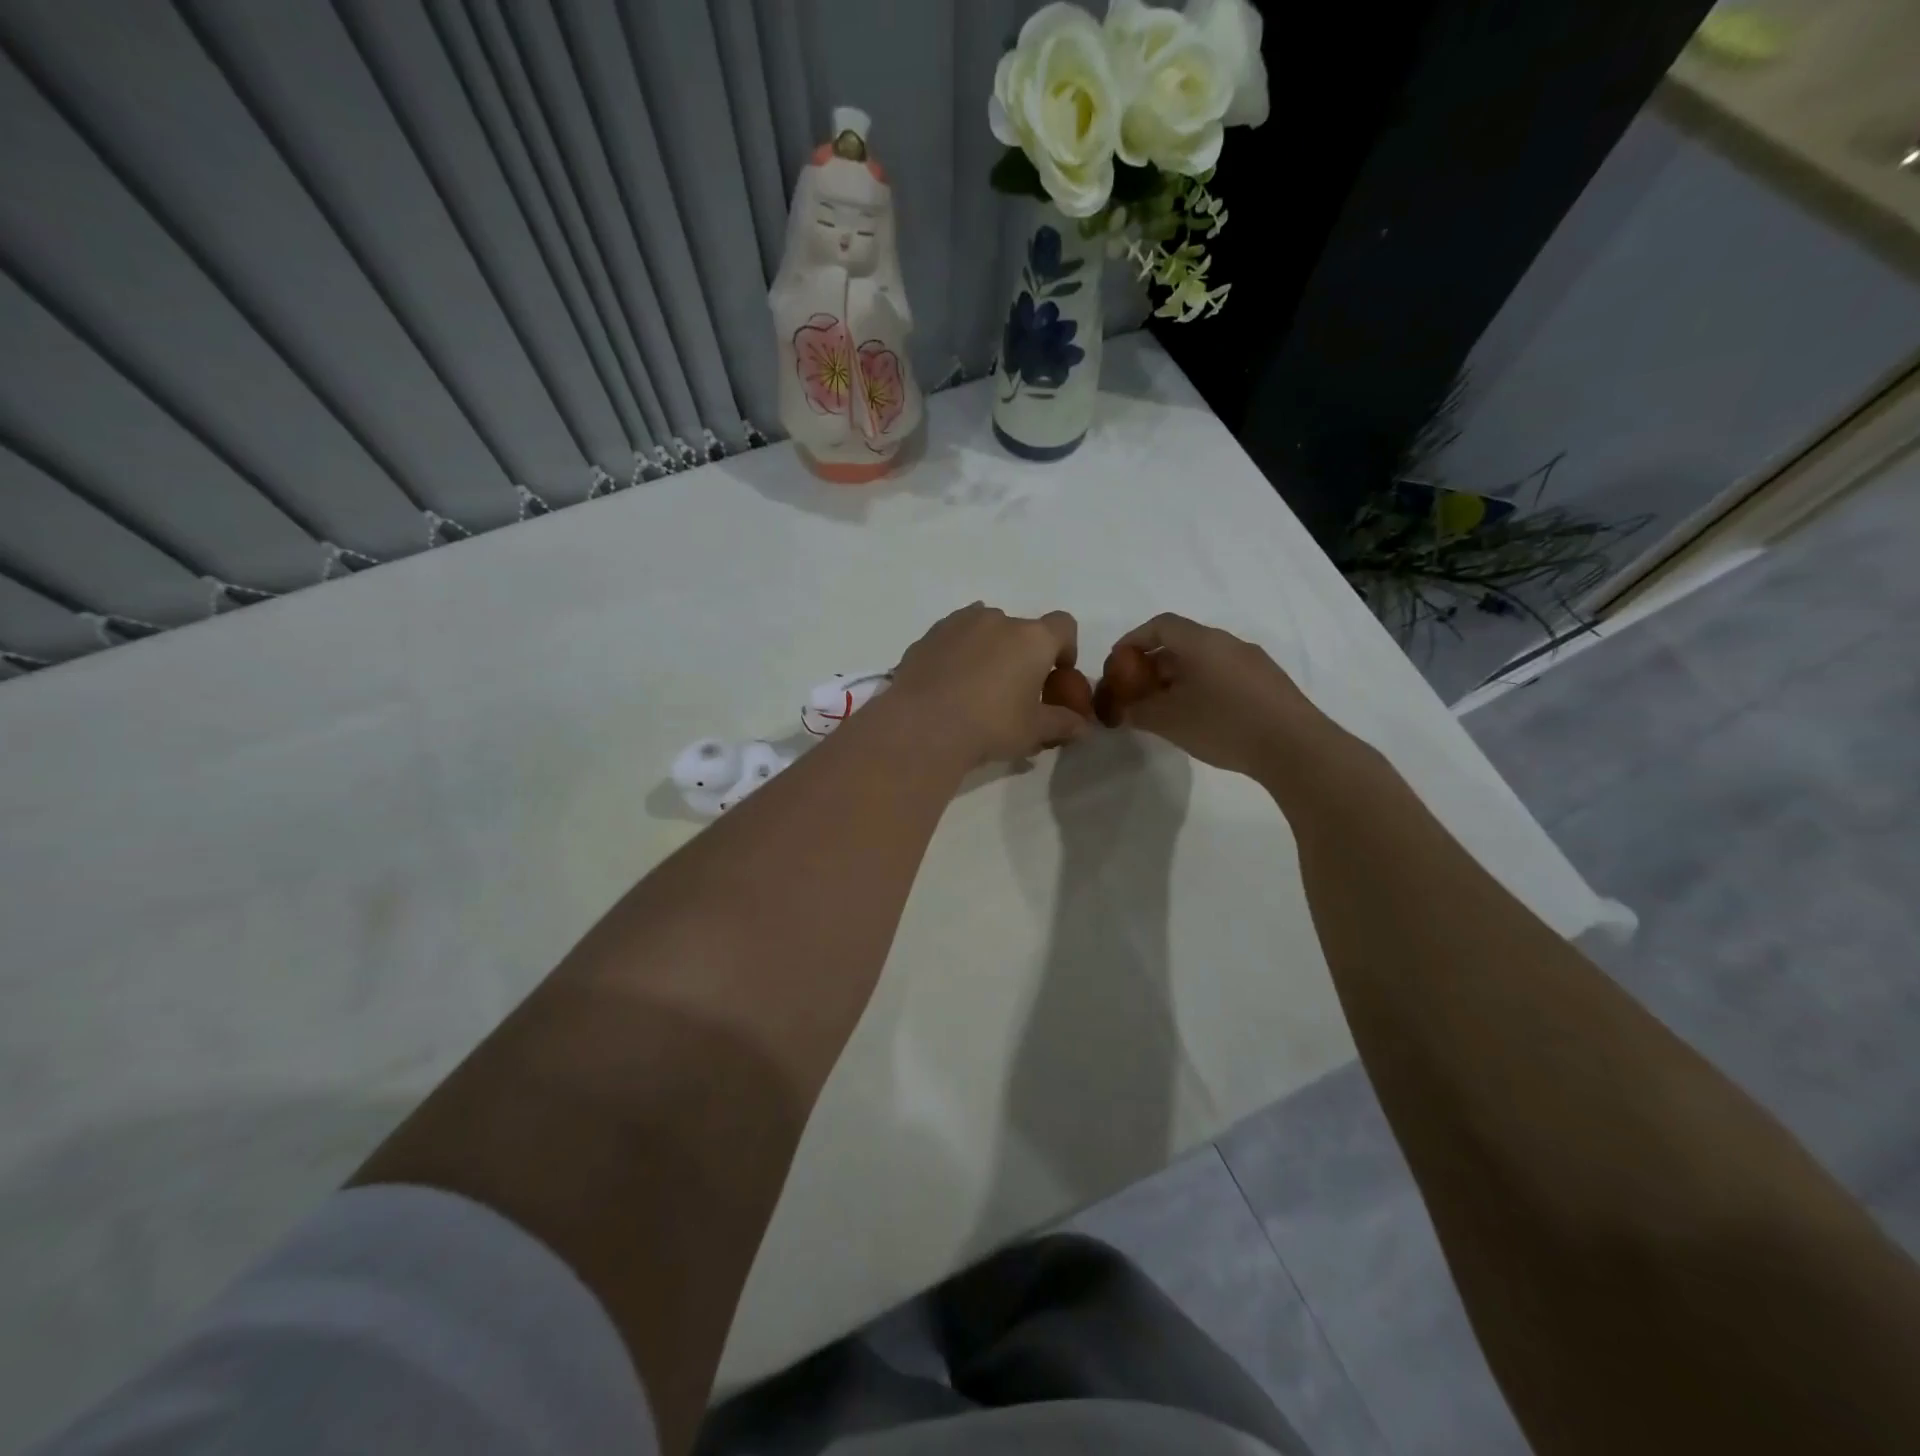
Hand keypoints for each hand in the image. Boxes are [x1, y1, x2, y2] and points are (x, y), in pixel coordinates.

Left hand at [886, 603, 1085, 766]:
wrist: (922, 727)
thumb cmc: (990, 726)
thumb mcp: (1034, 731)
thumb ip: (1063, 724)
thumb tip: (1084, 728)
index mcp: (1032, 639)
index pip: (1063, 626)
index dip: (1065, 649)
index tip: (1056, 677)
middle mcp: (998, 620)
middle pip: (1022, 630)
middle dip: (1023, 655)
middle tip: (1015, 691)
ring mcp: (959, 623)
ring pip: (984, 629)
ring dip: (989, 650)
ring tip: (978, 687)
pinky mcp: (928, 636)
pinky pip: (953, 638)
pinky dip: (958, 654)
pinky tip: (949, 685)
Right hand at [1105, 613, 1333, 780]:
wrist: (1295, 747)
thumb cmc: (1223, 724)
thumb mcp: (1169, 721)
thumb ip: (1138, 711)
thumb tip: (1122, 708)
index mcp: (1202, 642)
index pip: (1160, 625)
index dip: (1133, 639)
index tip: (1117, 662)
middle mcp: (1228, 643)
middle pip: (1182, 642)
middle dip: (1154, 664)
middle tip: (1137, 691)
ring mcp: (1253, 662)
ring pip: (1205, 660)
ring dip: (1179, 677)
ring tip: (1166, 707)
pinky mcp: (1269, 683)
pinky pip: (1225, 674)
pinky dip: (1203, 686)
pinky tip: (1200, 716)